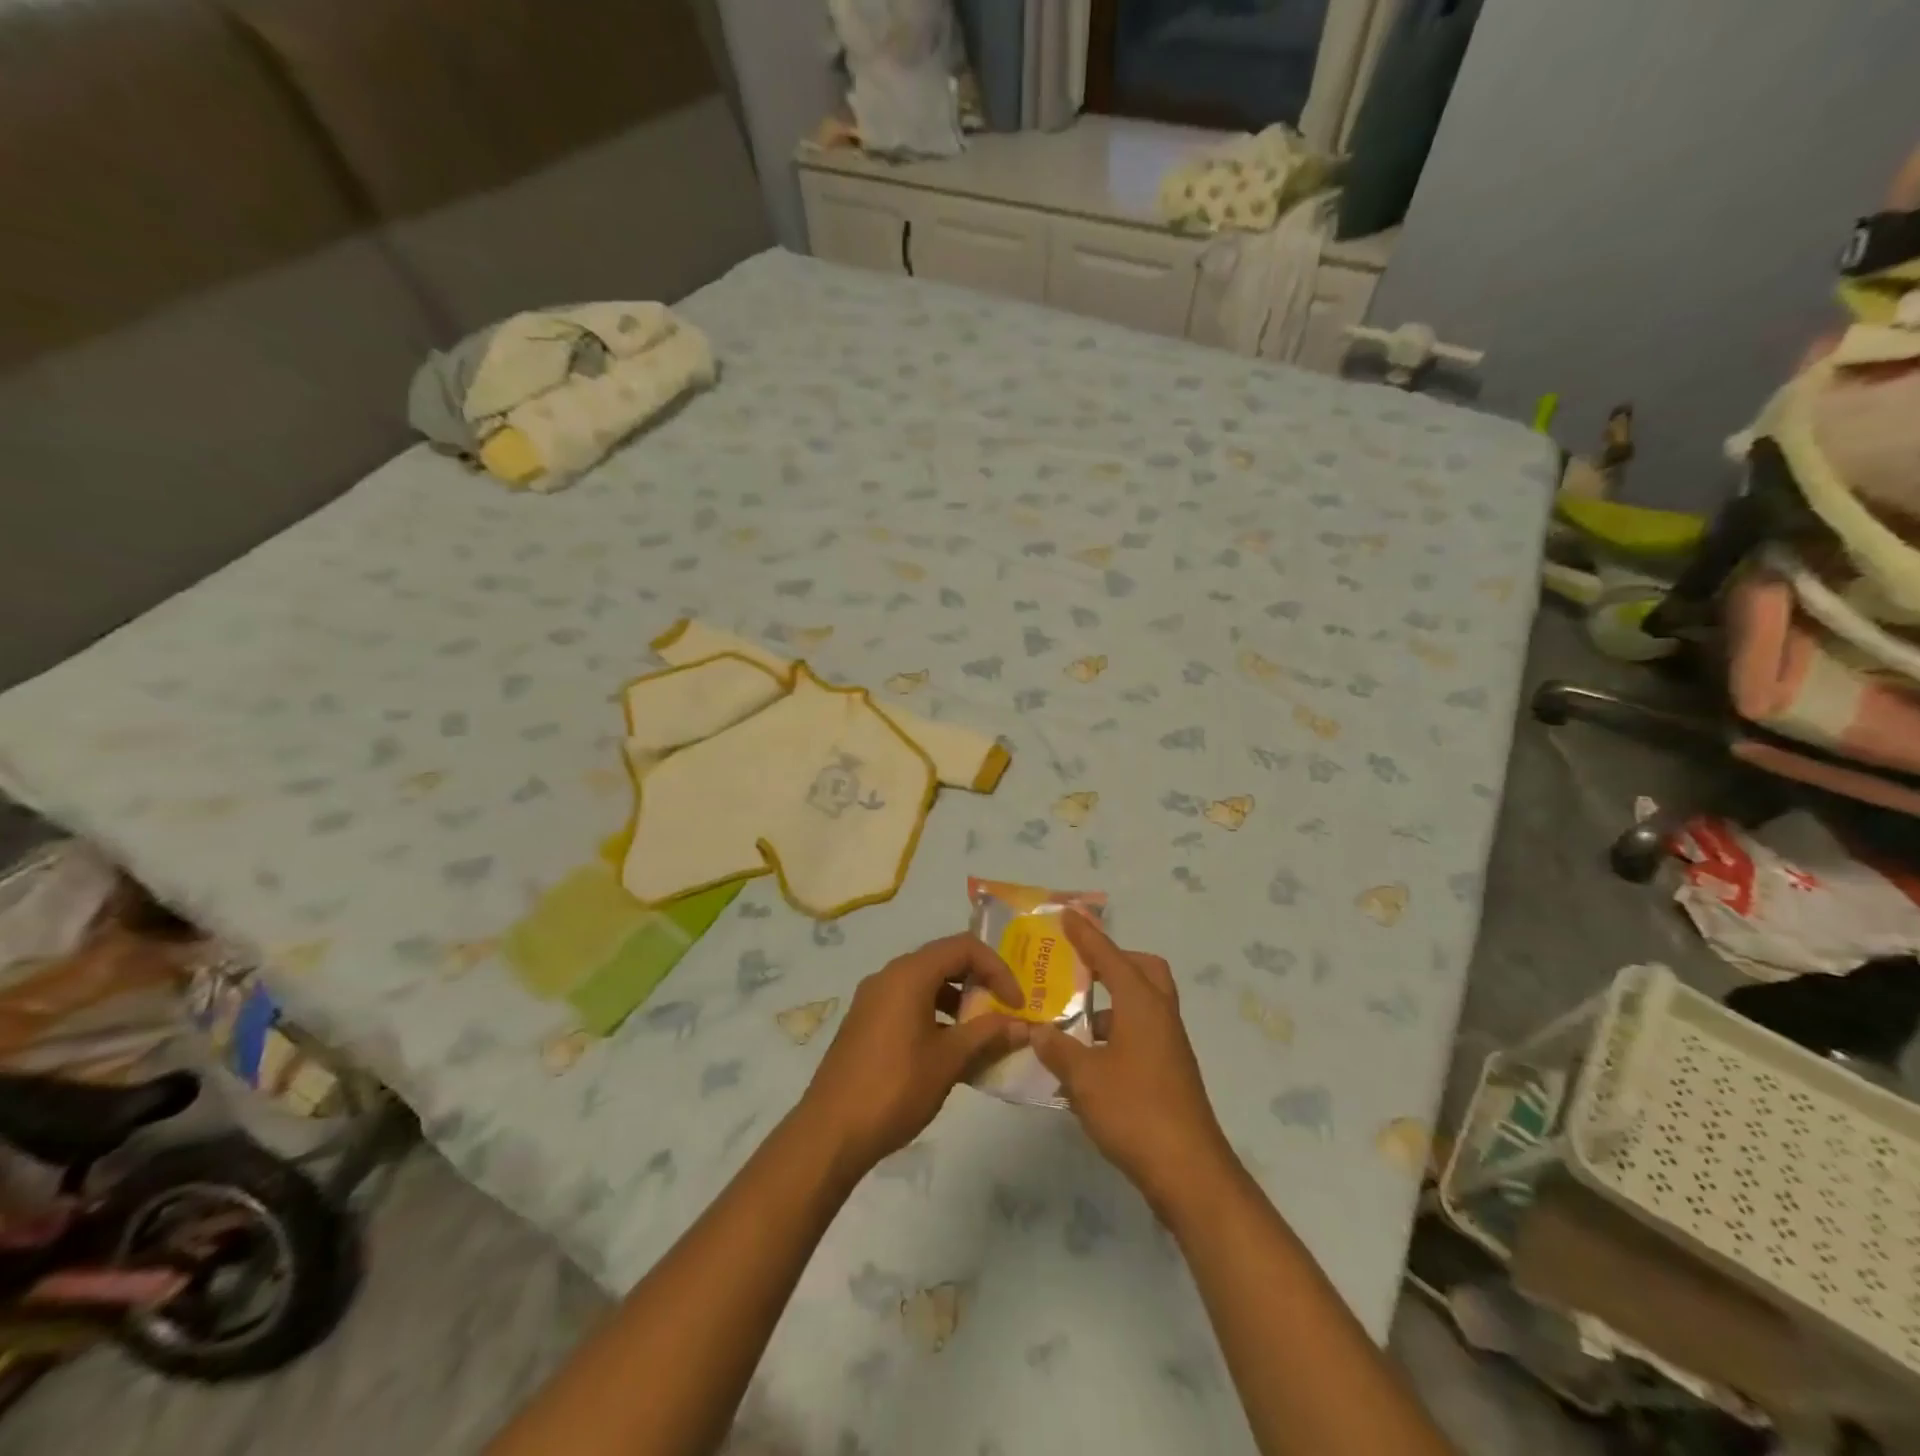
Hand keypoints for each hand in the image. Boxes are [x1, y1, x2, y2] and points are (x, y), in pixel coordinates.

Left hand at [797, 934, 1027, 1179]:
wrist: (830, 1132)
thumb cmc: (895, 1088)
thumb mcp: (949, 1060)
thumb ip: (988, 1035)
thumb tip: (1025, 1025)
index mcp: (909, 974)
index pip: (964, 947)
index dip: (997, 969)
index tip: (1016, 1003)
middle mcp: (889, 975)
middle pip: (944, 960)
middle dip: (979, 982)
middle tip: (1003, 1012)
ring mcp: (873, 999)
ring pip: (926, 983)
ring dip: (958, 1001)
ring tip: (980, 1035)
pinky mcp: (865, 1022)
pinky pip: (908, 1003)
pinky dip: (935, 1015)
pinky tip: (948, 1051)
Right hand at [1030, 914, 1236, 1218]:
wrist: (1189, 1172)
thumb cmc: (1135, 1112)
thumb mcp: (1084, 1078)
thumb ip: (1057, 1049)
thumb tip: (1038, 1030)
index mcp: (1142, 1005)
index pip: (1110, 957)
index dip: (1087, 935)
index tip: (1067, 914)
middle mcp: (1160, 1016)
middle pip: (1144, 970)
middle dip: (1114, 960)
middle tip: (1081, 966)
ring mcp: (1170, 1046)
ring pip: (1143, 1003)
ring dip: (1113, 1001)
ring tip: (1072, 1017)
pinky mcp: (1170, 1072)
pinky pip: (1142, 1032)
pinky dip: (1117, 1031)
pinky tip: (1088, 1058)